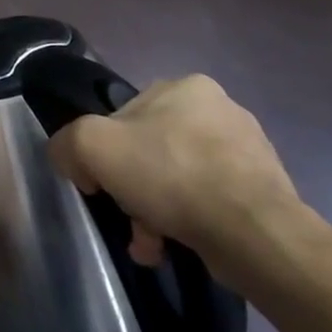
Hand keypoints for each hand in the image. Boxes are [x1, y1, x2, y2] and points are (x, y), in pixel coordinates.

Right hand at [48, 74, 304, 281]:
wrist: (253, 234)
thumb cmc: (170, 175)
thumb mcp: (92, 146)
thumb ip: (67, 143)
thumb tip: (73, 161)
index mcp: (186, 86)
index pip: (124, 116)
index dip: (104, 152)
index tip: (100, 184)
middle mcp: (221, 109)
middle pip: (151, 150)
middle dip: (134, 188)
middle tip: (128, 218)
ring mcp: (248, 150)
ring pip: (179, 179)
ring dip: (157, 211)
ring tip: (151, 243)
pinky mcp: (264, 189)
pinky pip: (209, 202)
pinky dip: (188, 222)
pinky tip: (178, 245)